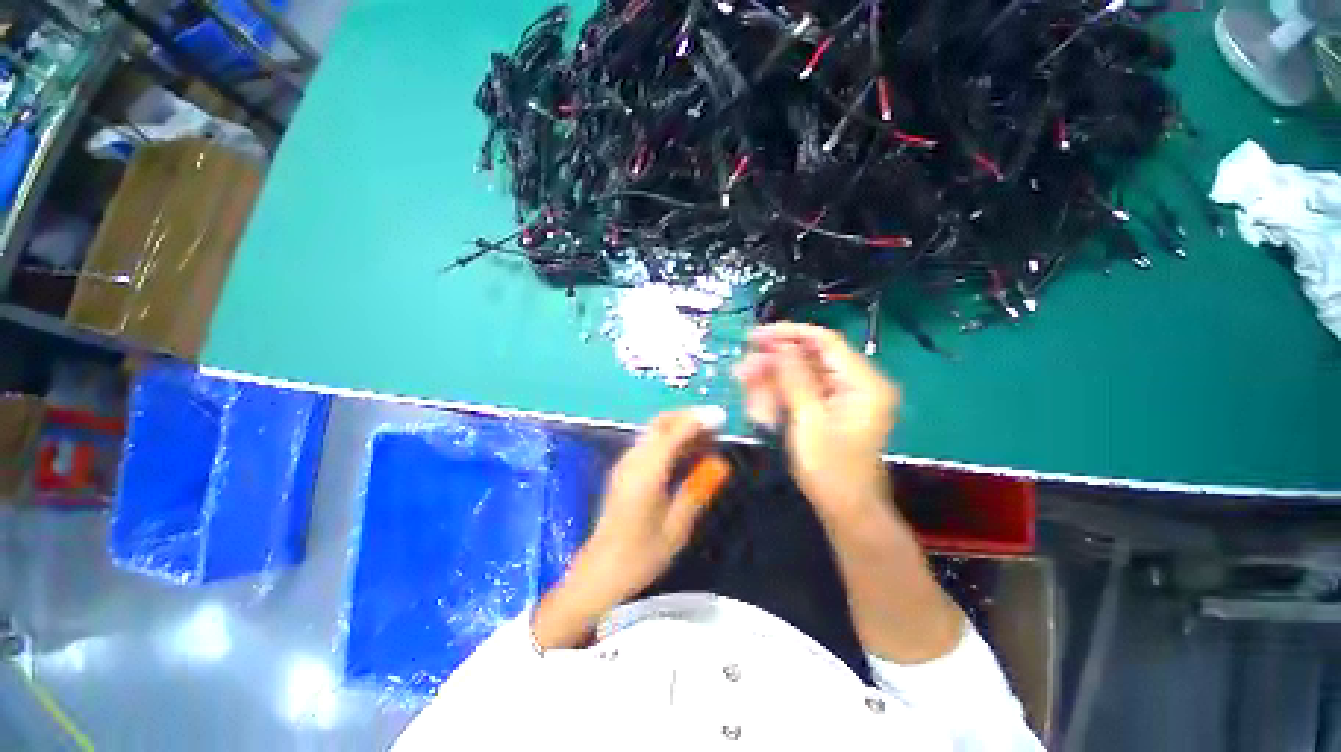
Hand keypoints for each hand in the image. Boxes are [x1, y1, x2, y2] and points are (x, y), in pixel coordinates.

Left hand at [533, 409, 728, 648]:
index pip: (673, 433)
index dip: (697, 421)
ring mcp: (625, 463)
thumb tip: (721, 464)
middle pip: (660, 423)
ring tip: (707, 437)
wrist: (600, 572)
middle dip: (688, 417)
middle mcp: (632, 460)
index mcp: (646, 473)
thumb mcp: (677, 527)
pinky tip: (686, 452)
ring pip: (654, 431)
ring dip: (679, 427)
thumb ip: (698, 490)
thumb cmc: (641, 555)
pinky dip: (670, 439)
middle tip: (715, 425)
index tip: (720, 417)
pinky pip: (649, 444)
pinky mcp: (623, 470)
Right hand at [734, 323, 899, 526]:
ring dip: (771, 380)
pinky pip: (801, 394)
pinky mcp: (830, 411)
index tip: (756, 337)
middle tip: (743, 368)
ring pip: (801, 376)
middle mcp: (856, 384)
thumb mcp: (809, 420)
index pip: (825, 341)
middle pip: (810, 358)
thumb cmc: (831, 470)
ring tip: (744, 384)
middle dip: (774, 362)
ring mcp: (842, 398)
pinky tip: (758, 405)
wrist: (846, 512)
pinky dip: (778, 397)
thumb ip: (794, 378)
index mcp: (863, 382)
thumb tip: (779, 345)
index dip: (789, 334)